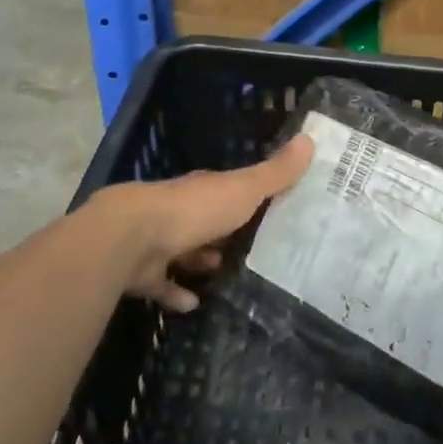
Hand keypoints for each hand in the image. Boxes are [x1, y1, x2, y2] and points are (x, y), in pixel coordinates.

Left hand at [89, 136, 313, 311]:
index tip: (271, 208)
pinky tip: (194, 304)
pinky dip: (176, 294)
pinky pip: (163, 284)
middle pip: (206, 221)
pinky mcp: (143, 273)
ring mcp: (158, 241)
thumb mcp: (243, 189)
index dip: (248, 198)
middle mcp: (180, 212)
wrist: (132, 237)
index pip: (228, 191)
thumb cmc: (194, 209)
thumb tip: (310, 139)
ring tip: (225, 273)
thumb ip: (276, 173)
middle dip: (224, 233)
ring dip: (201, 260)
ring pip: (184, 250)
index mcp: (204, 191)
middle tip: (253, 248)